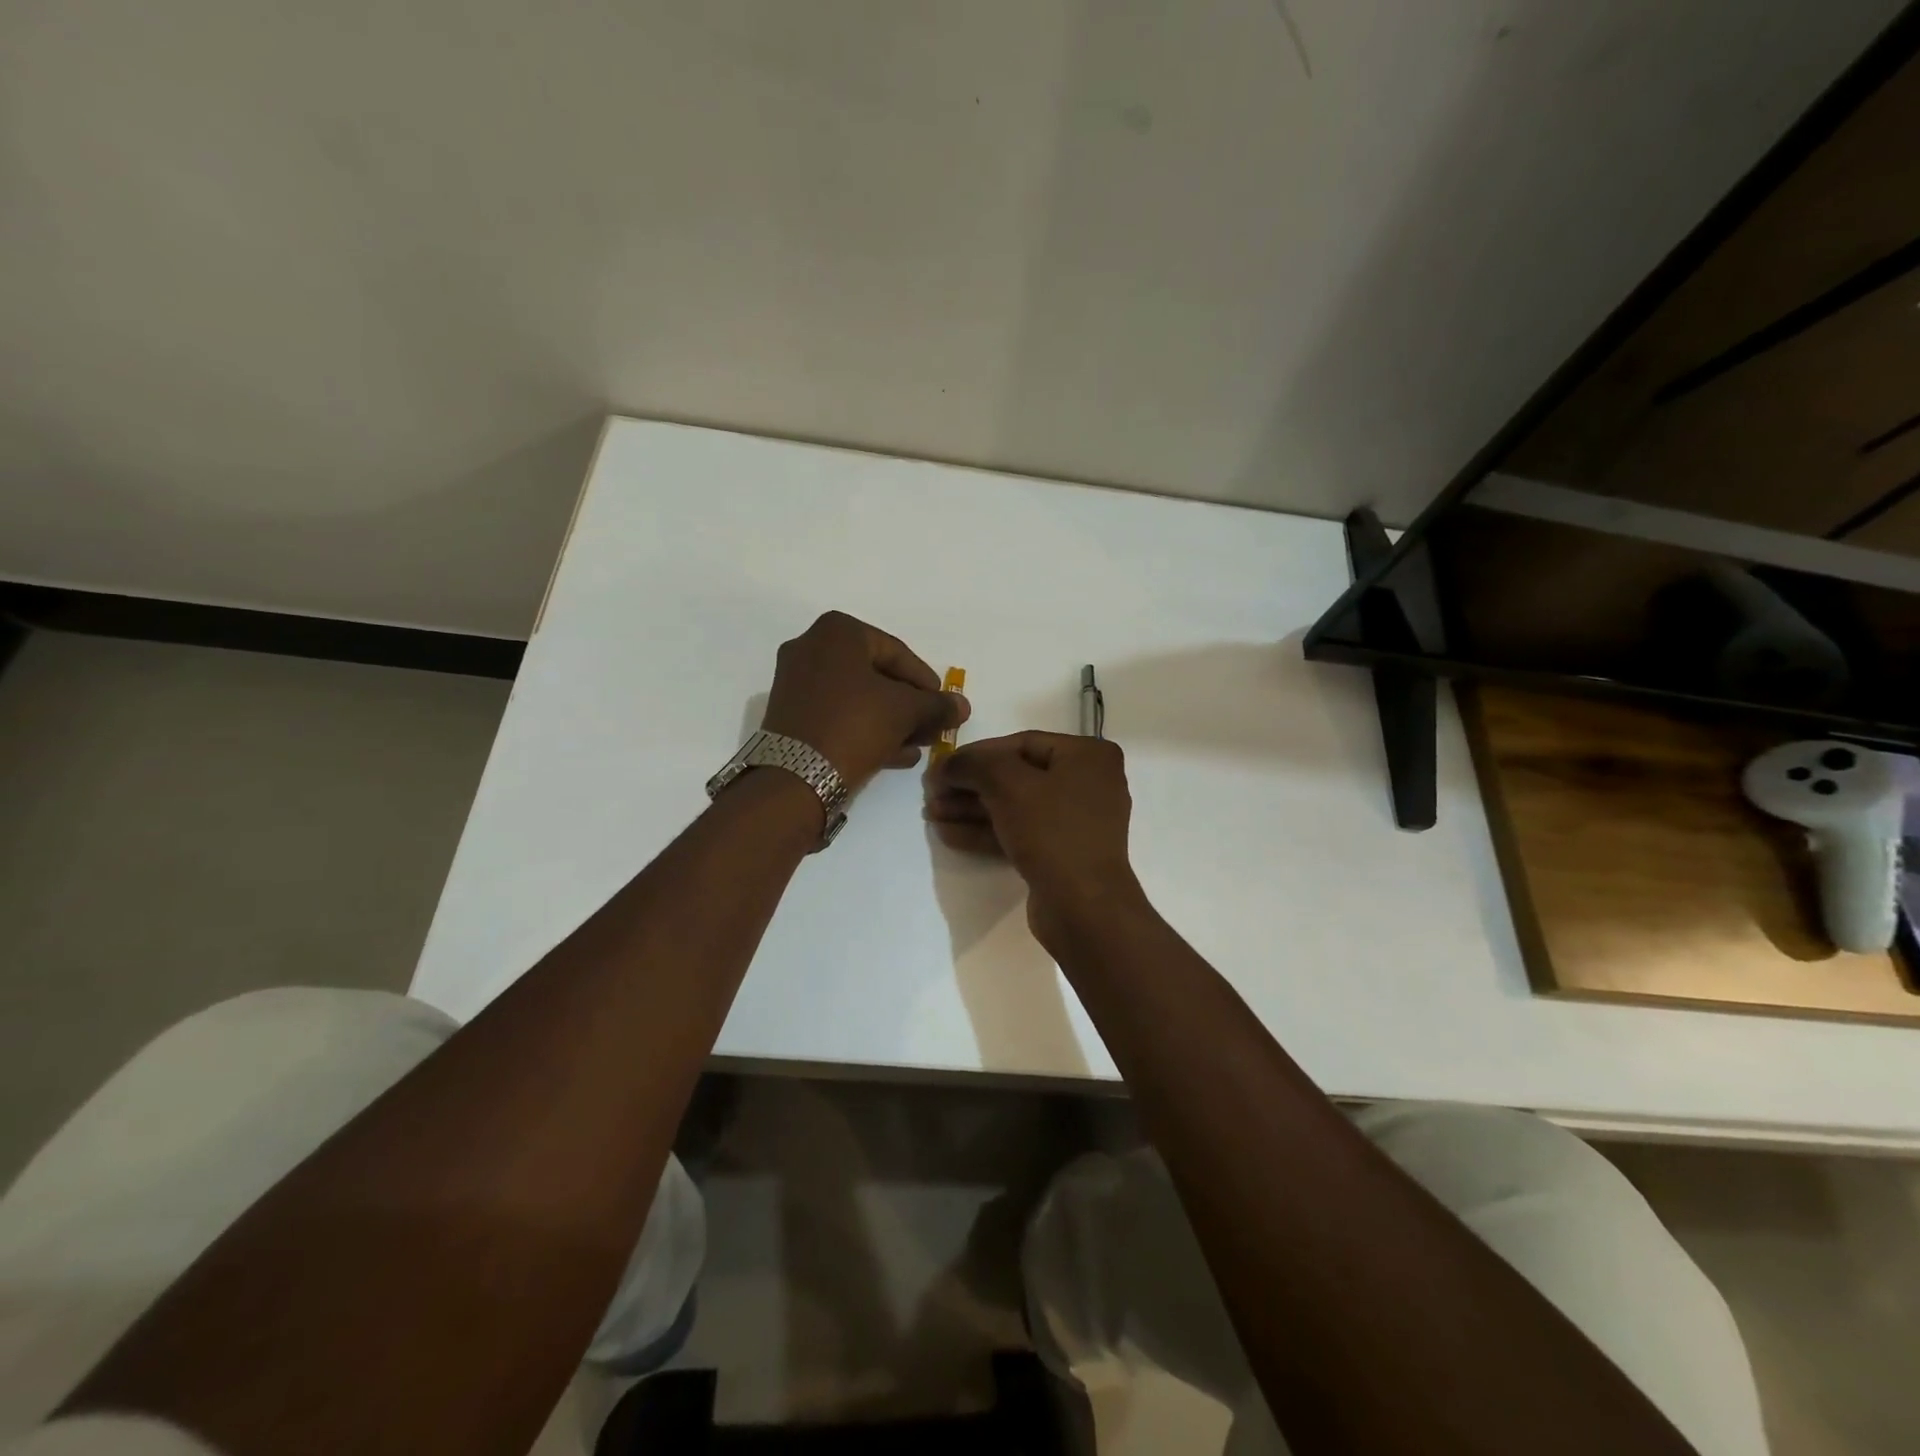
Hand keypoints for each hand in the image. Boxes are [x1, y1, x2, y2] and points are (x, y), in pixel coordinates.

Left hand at [761, 611, 969, 789]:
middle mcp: (811, 647)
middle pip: (875, 674)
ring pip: (857, 697)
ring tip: (919, 745)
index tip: (944, 706)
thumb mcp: (906, 711)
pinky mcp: (789, 715)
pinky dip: (866, 729)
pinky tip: (896, 755)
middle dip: (909, 704)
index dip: (926, 682)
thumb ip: (937, 705)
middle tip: (932, 727)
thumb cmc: (855, 725)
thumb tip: (962, 706)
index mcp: (837, 631)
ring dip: (891, 720)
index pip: (897, 652)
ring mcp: (796, 682)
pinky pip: (838, 714)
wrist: (796, 776)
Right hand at [924, 732, 1144, 947]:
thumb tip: (947, 764)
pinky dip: (987, 831)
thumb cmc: (1051, 831)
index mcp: (1087, 756)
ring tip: (931, 814)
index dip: (976, 753)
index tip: (941, 766)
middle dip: (970, 785)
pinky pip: (1020, 832)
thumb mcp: (1007, 785)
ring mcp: (1075, 821)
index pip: (1022, 743)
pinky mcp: (1061, 853)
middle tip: (931, 793)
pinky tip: (948, 834)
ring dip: (972, 809)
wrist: (1083, 907)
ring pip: (1015, 806)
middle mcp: (1087, 783)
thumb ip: (973, 764)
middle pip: (1016, 776)